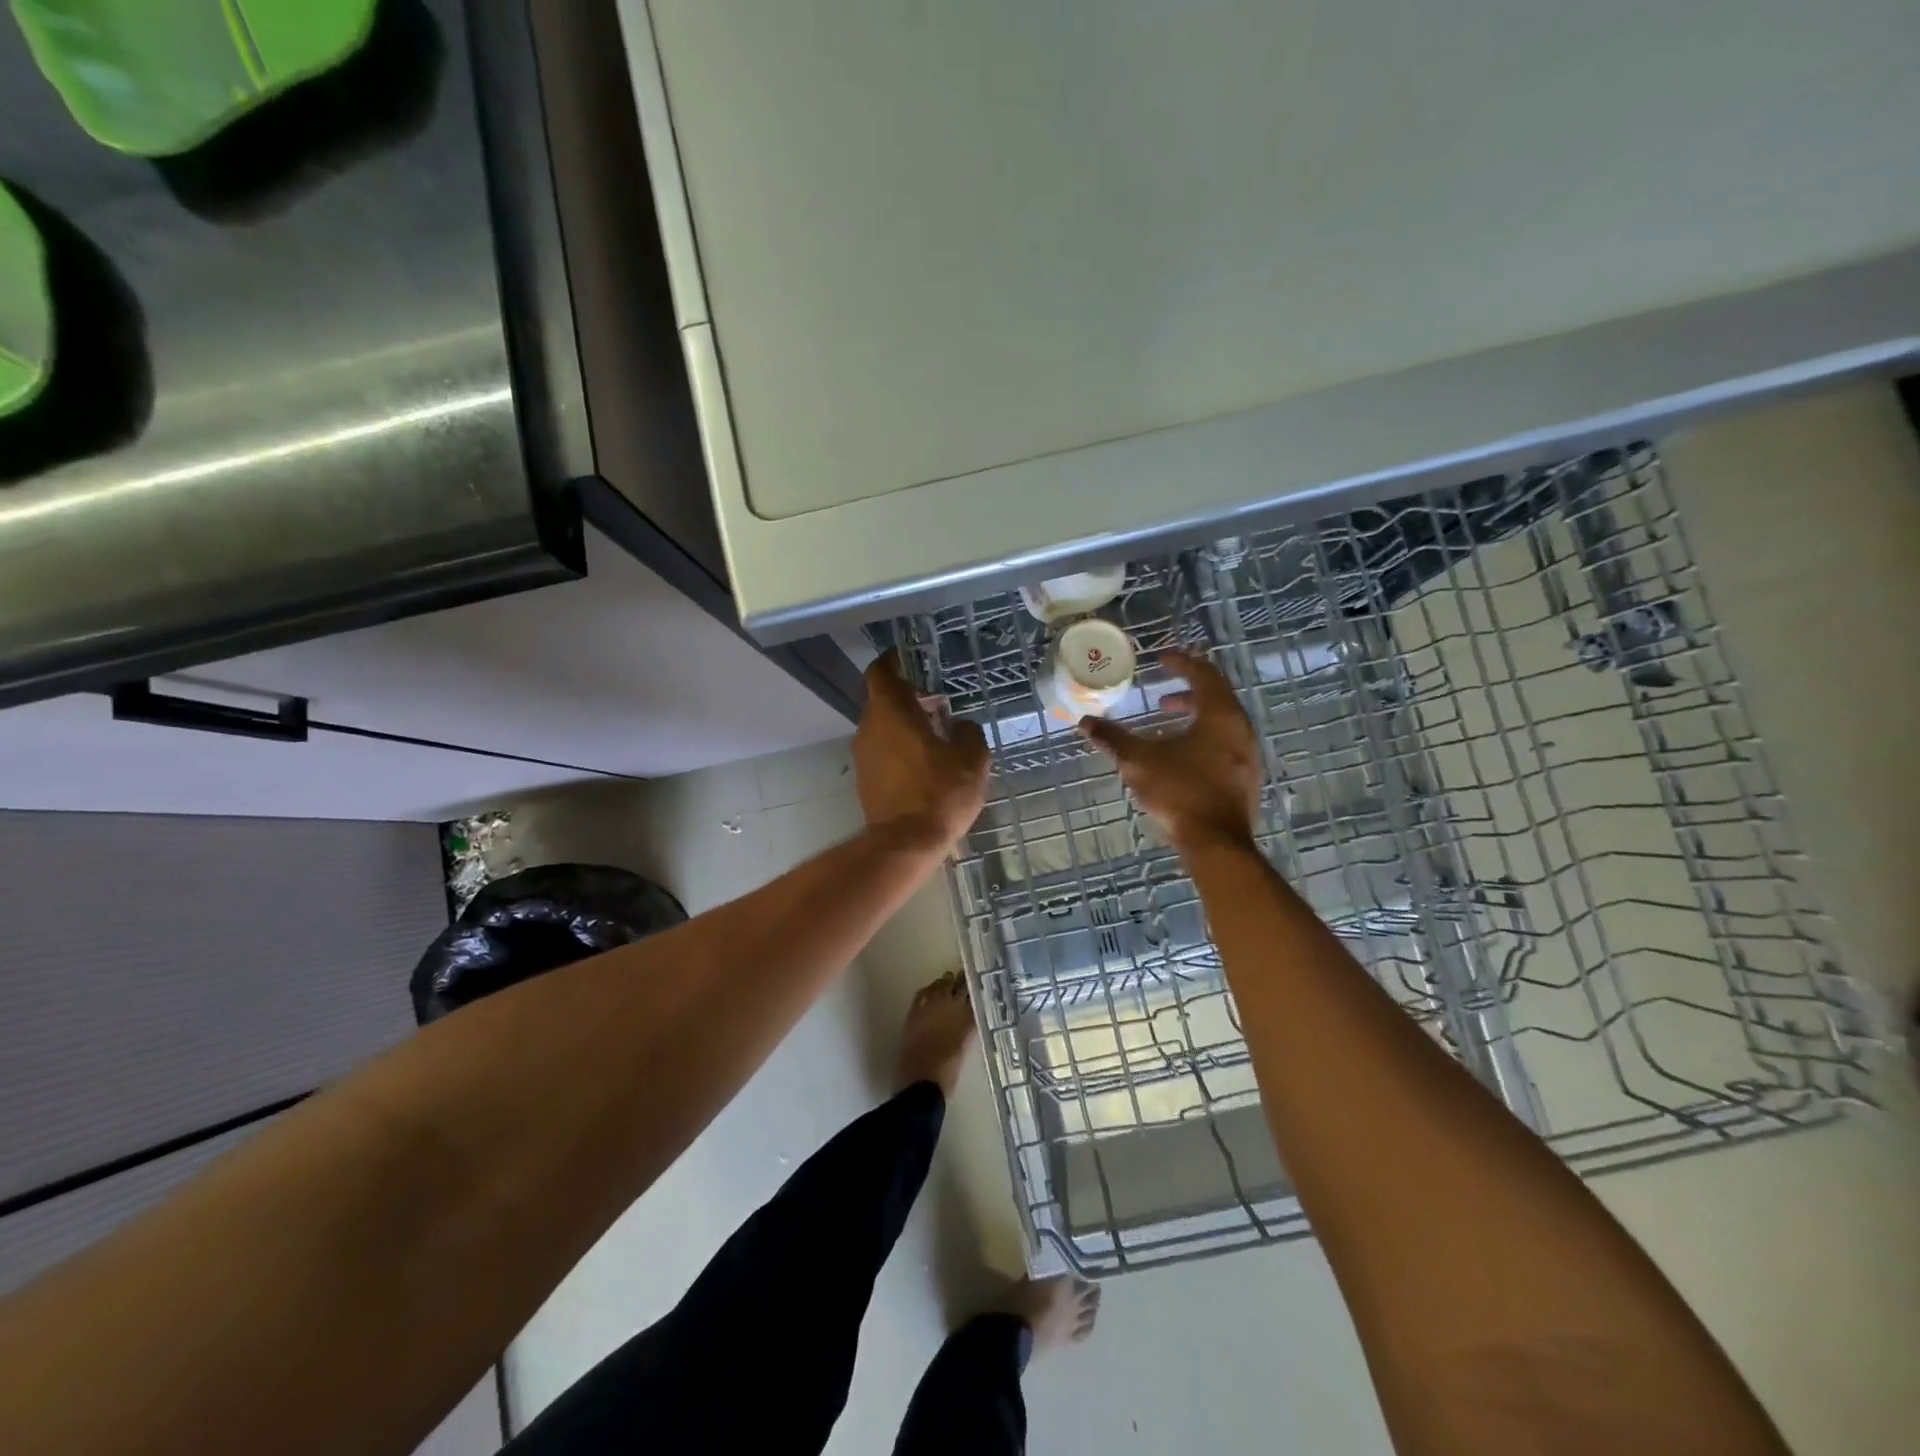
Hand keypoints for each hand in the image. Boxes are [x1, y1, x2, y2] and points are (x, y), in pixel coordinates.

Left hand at [855, 651, 990, 854]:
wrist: (906, 843)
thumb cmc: (940, 792)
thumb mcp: (971, 758)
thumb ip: (967, 732)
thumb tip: (960, 726)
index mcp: (891, 711)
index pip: (881, 672)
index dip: (893, 662)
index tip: (910, 659)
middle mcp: (869, 728)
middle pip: (882, 700)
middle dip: (908, 697)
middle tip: (937, 703)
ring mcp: (863, 755)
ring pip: (882, 727)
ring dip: (904, 724)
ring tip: (936, 736)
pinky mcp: (865, 779)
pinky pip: (882, 751)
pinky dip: (900, 748)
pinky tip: (925, 763)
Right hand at [1078, 649, 1261, 853]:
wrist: (1216, 843)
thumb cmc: (1179, 792)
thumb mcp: (1139, 761)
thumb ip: (1113, 738)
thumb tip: (1085, 722)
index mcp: (1220, 715)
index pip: (1204, 675)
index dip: (1182, 663)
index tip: (1161, 660)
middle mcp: (1240, 729)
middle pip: (1217, 697)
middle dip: (1187, 692)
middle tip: (1161, 697)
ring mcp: (1247, 756)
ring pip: (1222, 722)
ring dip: (1195, 716)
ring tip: (1167, 725)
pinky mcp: (1245, 778)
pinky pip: (1225, 743)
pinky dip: (1203, 737)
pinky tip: (1180, 756)